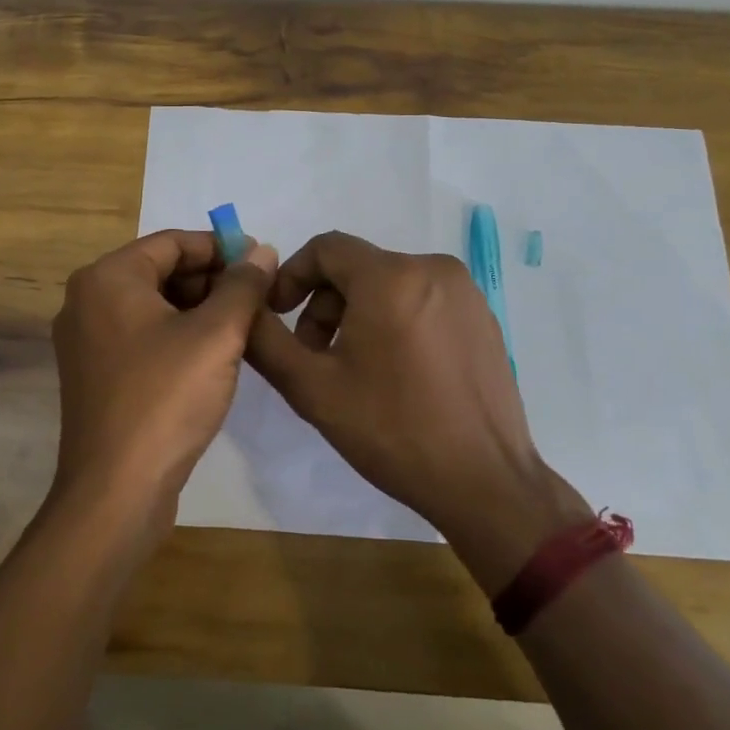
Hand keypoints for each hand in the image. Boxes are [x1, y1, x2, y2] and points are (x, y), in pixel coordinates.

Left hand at [51, 229, 278, 539]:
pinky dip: (177, 336)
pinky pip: (142, 336)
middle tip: (257, 297)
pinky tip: (213, 356)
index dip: (221, 248)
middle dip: (211, 280)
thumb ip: (243, 286)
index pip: (171, 242)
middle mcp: (87, 300)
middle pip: (160, 271)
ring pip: (153, 306)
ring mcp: (86, 340)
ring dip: (198, 309)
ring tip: (243, 326)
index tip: (261, 261)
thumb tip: (262, 251)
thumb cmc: (165, 399)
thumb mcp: (217, 335)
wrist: (116, 491)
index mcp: (107, 278)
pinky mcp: (95, 374)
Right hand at [245, 232, 591, 591]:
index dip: (292, 276)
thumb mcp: (312, 388)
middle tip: (314, 356)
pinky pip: (422, 300)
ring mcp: (465, 292)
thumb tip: (244, 305)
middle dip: (325, 304)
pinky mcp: (483, 316)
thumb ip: (265, 339)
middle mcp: (432, 267)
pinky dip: (395, 320)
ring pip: (389, 283)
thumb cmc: (393, 431)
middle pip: (357, 267)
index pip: (326, 248)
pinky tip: (396, 373)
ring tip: (353, 369)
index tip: (279, 316)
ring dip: (358, 314)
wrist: (485, 482)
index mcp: (391, 276)